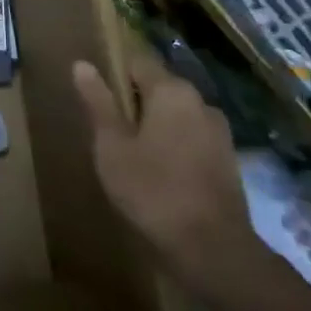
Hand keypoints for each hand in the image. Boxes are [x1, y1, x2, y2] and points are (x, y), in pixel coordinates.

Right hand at [73, 48, 261, 287]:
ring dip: (154, 125)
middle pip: (158, 87)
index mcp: (171, 90)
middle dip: (133, 102)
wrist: (213, 249)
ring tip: (132, 154)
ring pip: (176, 114)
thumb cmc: (152, 190)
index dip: (113, 73)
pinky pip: (191, 137)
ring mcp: (219, 130)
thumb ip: (98, 102)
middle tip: (108, 131)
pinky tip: (159, 172)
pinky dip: (173, 144)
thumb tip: (82, 64)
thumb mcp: (112, 146)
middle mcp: (200, 101)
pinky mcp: (228, 158)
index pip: (136, 61)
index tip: (96, 97)